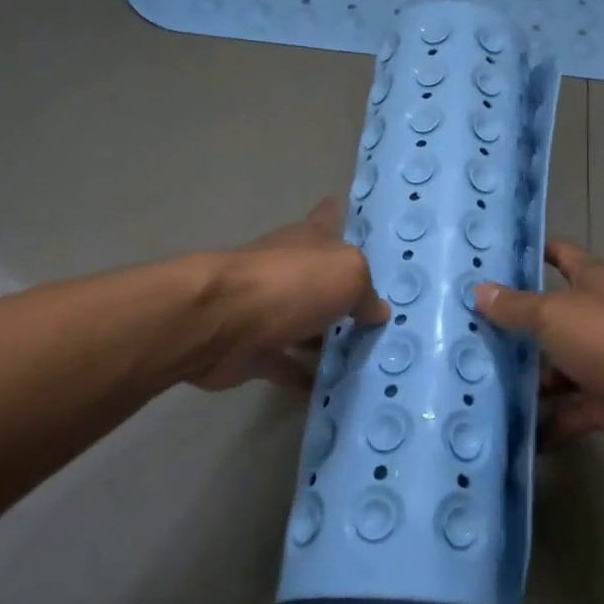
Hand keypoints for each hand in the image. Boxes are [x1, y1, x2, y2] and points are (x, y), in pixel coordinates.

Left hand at [193, 198, 387, 391]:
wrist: (220, 322)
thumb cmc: (290, 283)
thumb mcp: (347, 275)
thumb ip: (367, 293)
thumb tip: (377, 311)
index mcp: (310, 239)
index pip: (329, 216)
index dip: (341, 213)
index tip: (353, 214)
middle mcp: (289, 268)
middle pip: (322, 276)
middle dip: (346, 290)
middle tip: (383, 312)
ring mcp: (269, 309)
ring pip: (307, 323)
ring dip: (328, 338)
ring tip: (367, 356)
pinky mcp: (255, 349)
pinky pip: (288, 364)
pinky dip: (306, 376)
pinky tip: (333, 389)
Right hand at [476, 240, 603, 452]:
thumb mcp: (555, 314)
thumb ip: (517, 306)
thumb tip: (479, 290)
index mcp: (593, 282)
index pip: (561, 256)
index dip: (533, 252)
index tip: (496, 257)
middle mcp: (598, 318)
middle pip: (552, 318)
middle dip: (516, 327)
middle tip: (467, 334)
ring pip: (557, 368)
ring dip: (528, 380)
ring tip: (479, 387)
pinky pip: (569, 411)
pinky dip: (547, 422)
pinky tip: (512, 432)